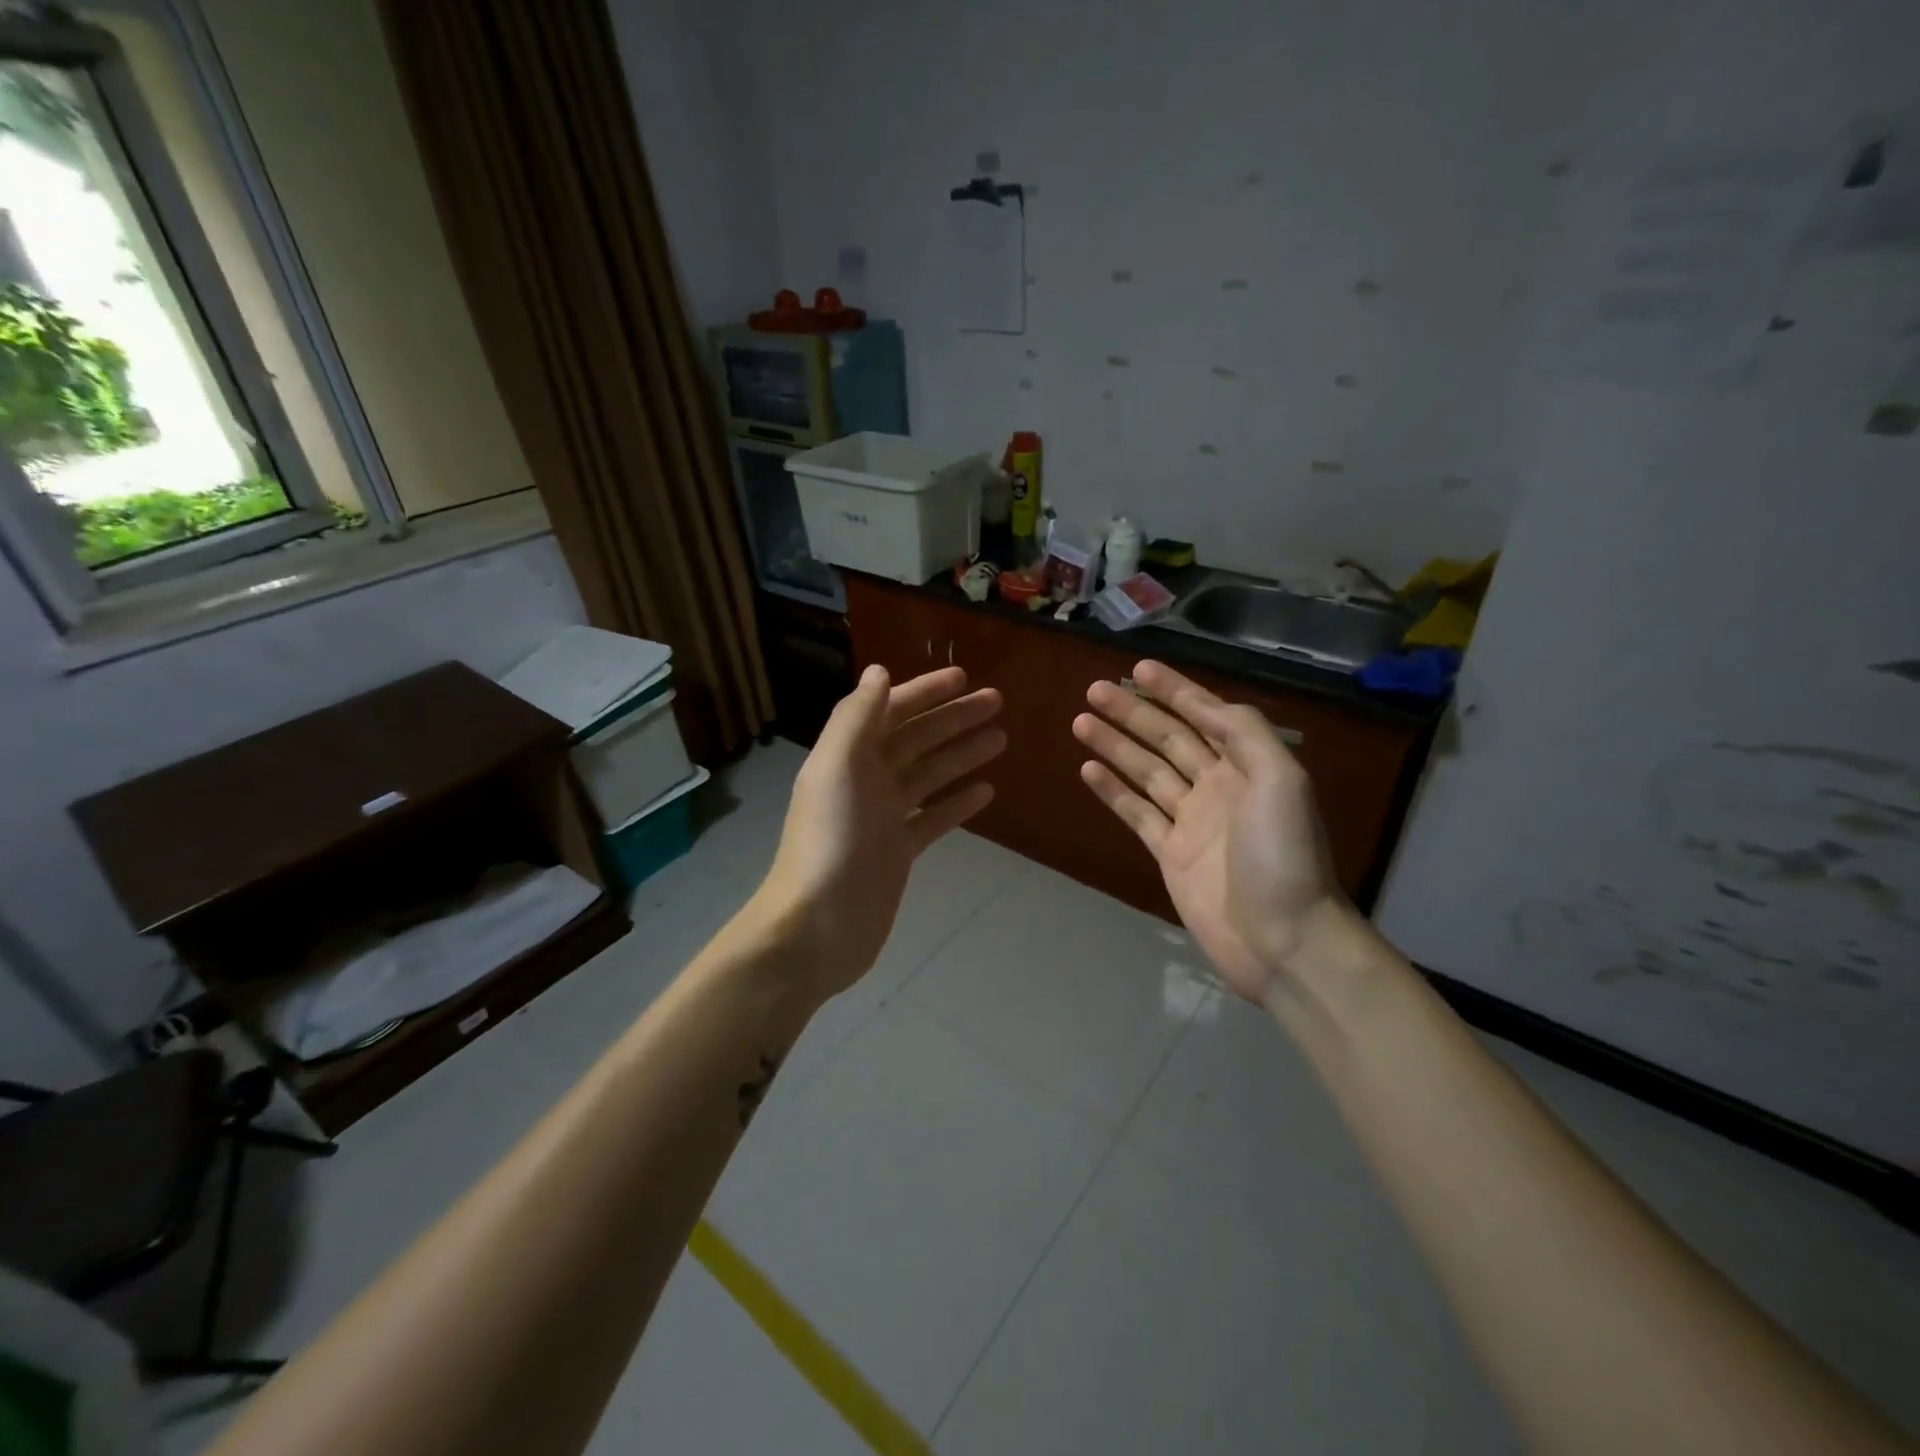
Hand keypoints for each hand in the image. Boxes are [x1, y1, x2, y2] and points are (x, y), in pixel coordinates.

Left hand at [752, 664, 1003, 999]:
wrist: (818, 925)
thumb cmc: (830, 842)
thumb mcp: (837, 768)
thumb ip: (857, 718)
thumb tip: (879, 671)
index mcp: (848, 756)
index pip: (890, 710)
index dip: (924, 691)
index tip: (963, 677)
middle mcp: (866, 780)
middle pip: (916, 738)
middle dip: (954, 718)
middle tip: (997, 701)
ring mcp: (884, 817)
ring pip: (929, 775)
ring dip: (962, 754)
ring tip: (1001, 738)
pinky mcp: (899, 852)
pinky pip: (934, 818)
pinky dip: (957, 803)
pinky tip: (986, 791)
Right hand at [1074, 660, 1365, 1005]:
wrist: (1282, 939)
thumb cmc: (1283, 855)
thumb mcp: (1280, 780)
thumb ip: (1245, 734)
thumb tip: (1205, 705)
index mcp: (1248, 766)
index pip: (1205, 715)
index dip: (1174, 690)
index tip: (1138, 668)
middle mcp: (1218, 786)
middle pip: (1169, 739)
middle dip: (1134, 712)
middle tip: (1094, 690)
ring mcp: (1191, 821)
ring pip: (1147, 771)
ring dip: (1115, 745)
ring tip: (1081, 722)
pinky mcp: (1169, 854)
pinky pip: (1137, 813)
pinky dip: (1113, 791)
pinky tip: (1088, 770)